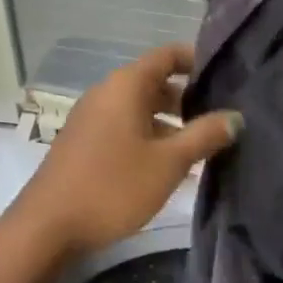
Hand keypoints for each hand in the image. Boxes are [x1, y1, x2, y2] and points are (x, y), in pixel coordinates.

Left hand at [0, 44, 240, 261]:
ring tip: (202, 146)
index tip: (227, 77)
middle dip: (188, 98)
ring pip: (140, 108)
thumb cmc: (113, 186)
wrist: (48, 226)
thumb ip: (204, 136)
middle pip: (154, 82)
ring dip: (170, 123)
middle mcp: (106, 92)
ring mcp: (92, 117)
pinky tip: (169, 166)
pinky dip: (149, 137)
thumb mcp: (168, 163)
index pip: (167, 55)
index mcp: (125, 85)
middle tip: (222, 117)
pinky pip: (125, 127)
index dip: (197, 61)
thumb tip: (235, 117)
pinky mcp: (85, 142)